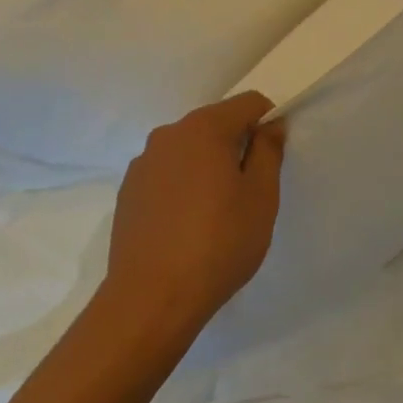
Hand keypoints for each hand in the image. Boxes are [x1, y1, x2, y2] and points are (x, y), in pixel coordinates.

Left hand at [102, 92, 286, 349]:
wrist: (150, 299)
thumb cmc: (218, 244)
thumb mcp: (261, 198)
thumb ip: (268, 151)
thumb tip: (270, 125)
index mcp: (205, 127)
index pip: (248, 102)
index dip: (268, 122)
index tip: (273, 157)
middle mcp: (169, 133)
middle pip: (215, 123)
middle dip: (236, 145)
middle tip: (248, 191)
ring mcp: (144, 162)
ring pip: (189, 149)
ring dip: (207, 166)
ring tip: (215, 212)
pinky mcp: (128, 190)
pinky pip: (166, 173)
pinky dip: (182, 185)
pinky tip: (185, 225)